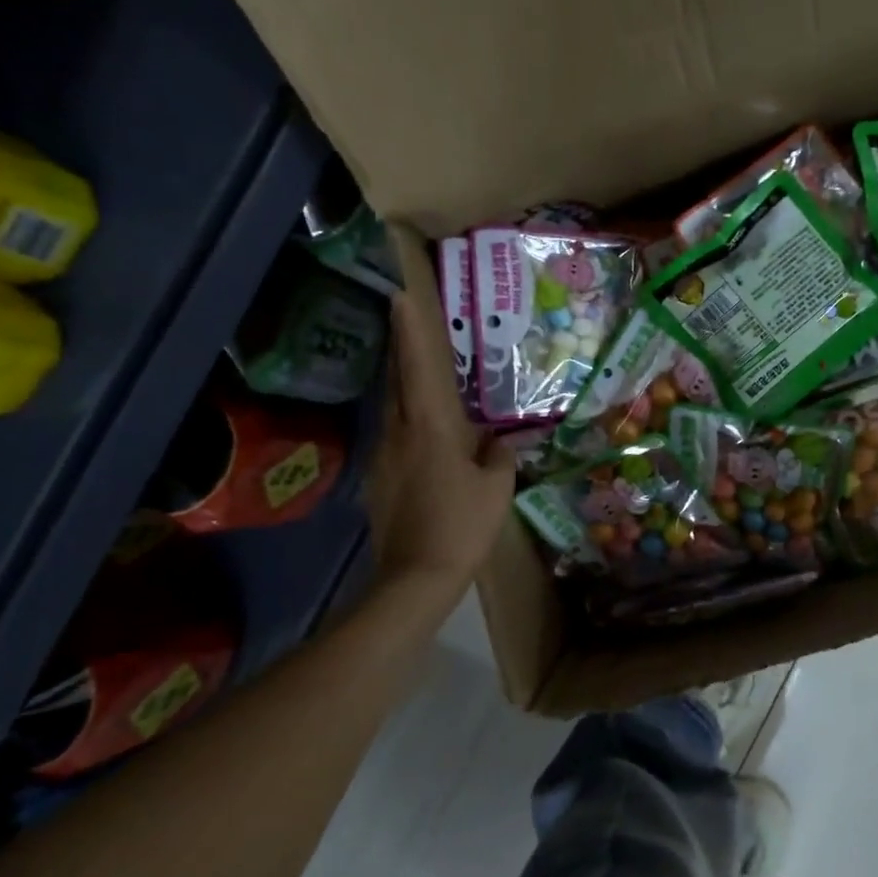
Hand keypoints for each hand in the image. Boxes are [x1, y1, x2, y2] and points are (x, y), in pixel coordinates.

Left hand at [366, 291, 515, 585]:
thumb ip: (499, 457)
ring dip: (404, 388)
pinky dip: (407, 425)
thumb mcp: (496, 489)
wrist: (415, 578)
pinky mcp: (378, 481)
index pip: (419, 369)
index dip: (410, 332)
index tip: (400, 298)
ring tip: (422, 376)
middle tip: (407, 324)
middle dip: (402, 351)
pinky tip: (425, 438)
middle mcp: (398, 434)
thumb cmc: (462, 526)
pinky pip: (394, 439)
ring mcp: (383, 458)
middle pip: (397, 383)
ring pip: (392, 411)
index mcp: (430, 428)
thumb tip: (498, 443)